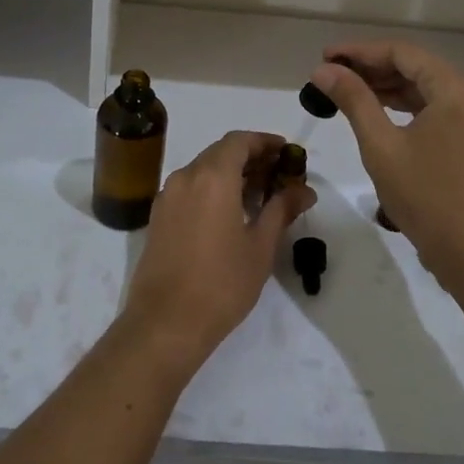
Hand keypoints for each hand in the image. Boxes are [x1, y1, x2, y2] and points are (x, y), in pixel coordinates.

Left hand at [121, 131, 316, 372]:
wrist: (166, 322)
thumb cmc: (221, 283)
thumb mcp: (260, 246)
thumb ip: (281, 210)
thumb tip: (304, 190)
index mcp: (212, 177)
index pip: (239, 141)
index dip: (264, 142)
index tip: (286, 152)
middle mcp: (185, 177)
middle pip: (220, 153)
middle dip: (250, 158)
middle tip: (278, 175)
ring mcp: (167, 197)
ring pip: (203, 170)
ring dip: (230, 174)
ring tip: (259, 196)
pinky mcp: (158, 217)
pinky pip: (189, 189)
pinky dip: (211, 189)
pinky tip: (230, 213)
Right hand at [309, 43, 463, 288]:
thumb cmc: (426, 197)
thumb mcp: (381, 146)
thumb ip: (353, 100)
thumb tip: (323, 69)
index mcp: (457, 88)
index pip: (402, 53)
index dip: (360, 51)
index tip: (325, 56)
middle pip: (417, 67)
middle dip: (372, 68)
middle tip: (330, 74)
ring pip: (427, 88)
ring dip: (389, 88)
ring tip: (347, 91)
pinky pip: (439, 108)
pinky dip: (408, 106)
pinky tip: (379, 111)